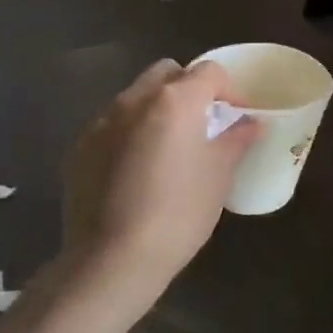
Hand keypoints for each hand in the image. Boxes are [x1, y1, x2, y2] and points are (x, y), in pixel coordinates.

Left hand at [61, 59, 261, 321]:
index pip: (209, 71)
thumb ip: (237, 140)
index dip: (230, 89)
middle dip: (189, 88)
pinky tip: (138, 170)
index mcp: (175, 100)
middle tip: (203, 123)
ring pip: (136, 97)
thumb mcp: (219, 176)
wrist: (111, 260)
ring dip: (157, 109)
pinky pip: (112, 125)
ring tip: (169, 147)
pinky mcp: (80, 147)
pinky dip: (131, 133)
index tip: (238, 116)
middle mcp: (134, 100)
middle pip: (168, 72)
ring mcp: (101, 122)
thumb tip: (253, 123)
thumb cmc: (179, 213)